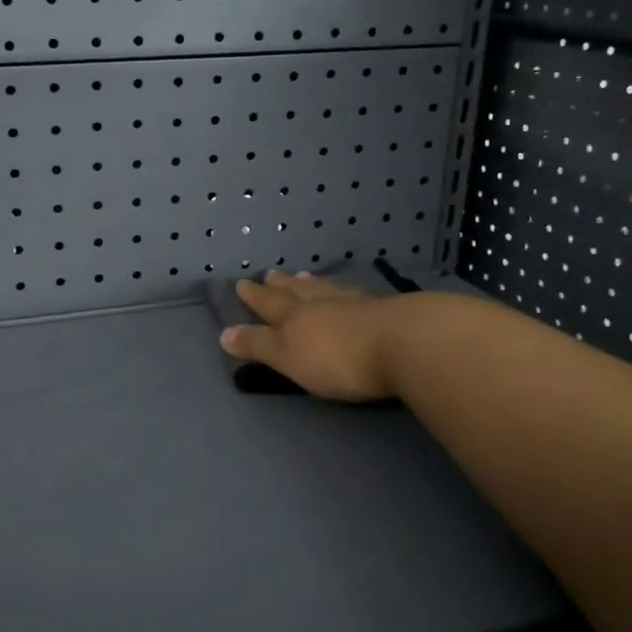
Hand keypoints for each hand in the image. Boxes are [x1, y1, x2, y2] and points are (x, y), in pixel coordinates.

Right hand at [219, 270, 401, 402]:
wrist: (407, 344)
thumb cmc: (339, 358)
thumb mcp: (289, 357)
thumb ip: (258, 345)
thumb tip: (223, 333)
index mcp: (295, 316)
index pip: (268, 304)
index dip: (254, 297)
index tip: (242, 283)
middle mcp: (322, 304)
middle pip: (296, 291)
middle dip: (280, 285)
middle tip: (269, 274)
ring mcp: (356, 304)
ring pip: (326, 290)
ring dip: (312, 284)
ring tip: (304, 276)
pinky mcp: (386, 312)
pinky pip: (355, 295)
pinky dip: (345, 292)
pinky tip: (350, 292)